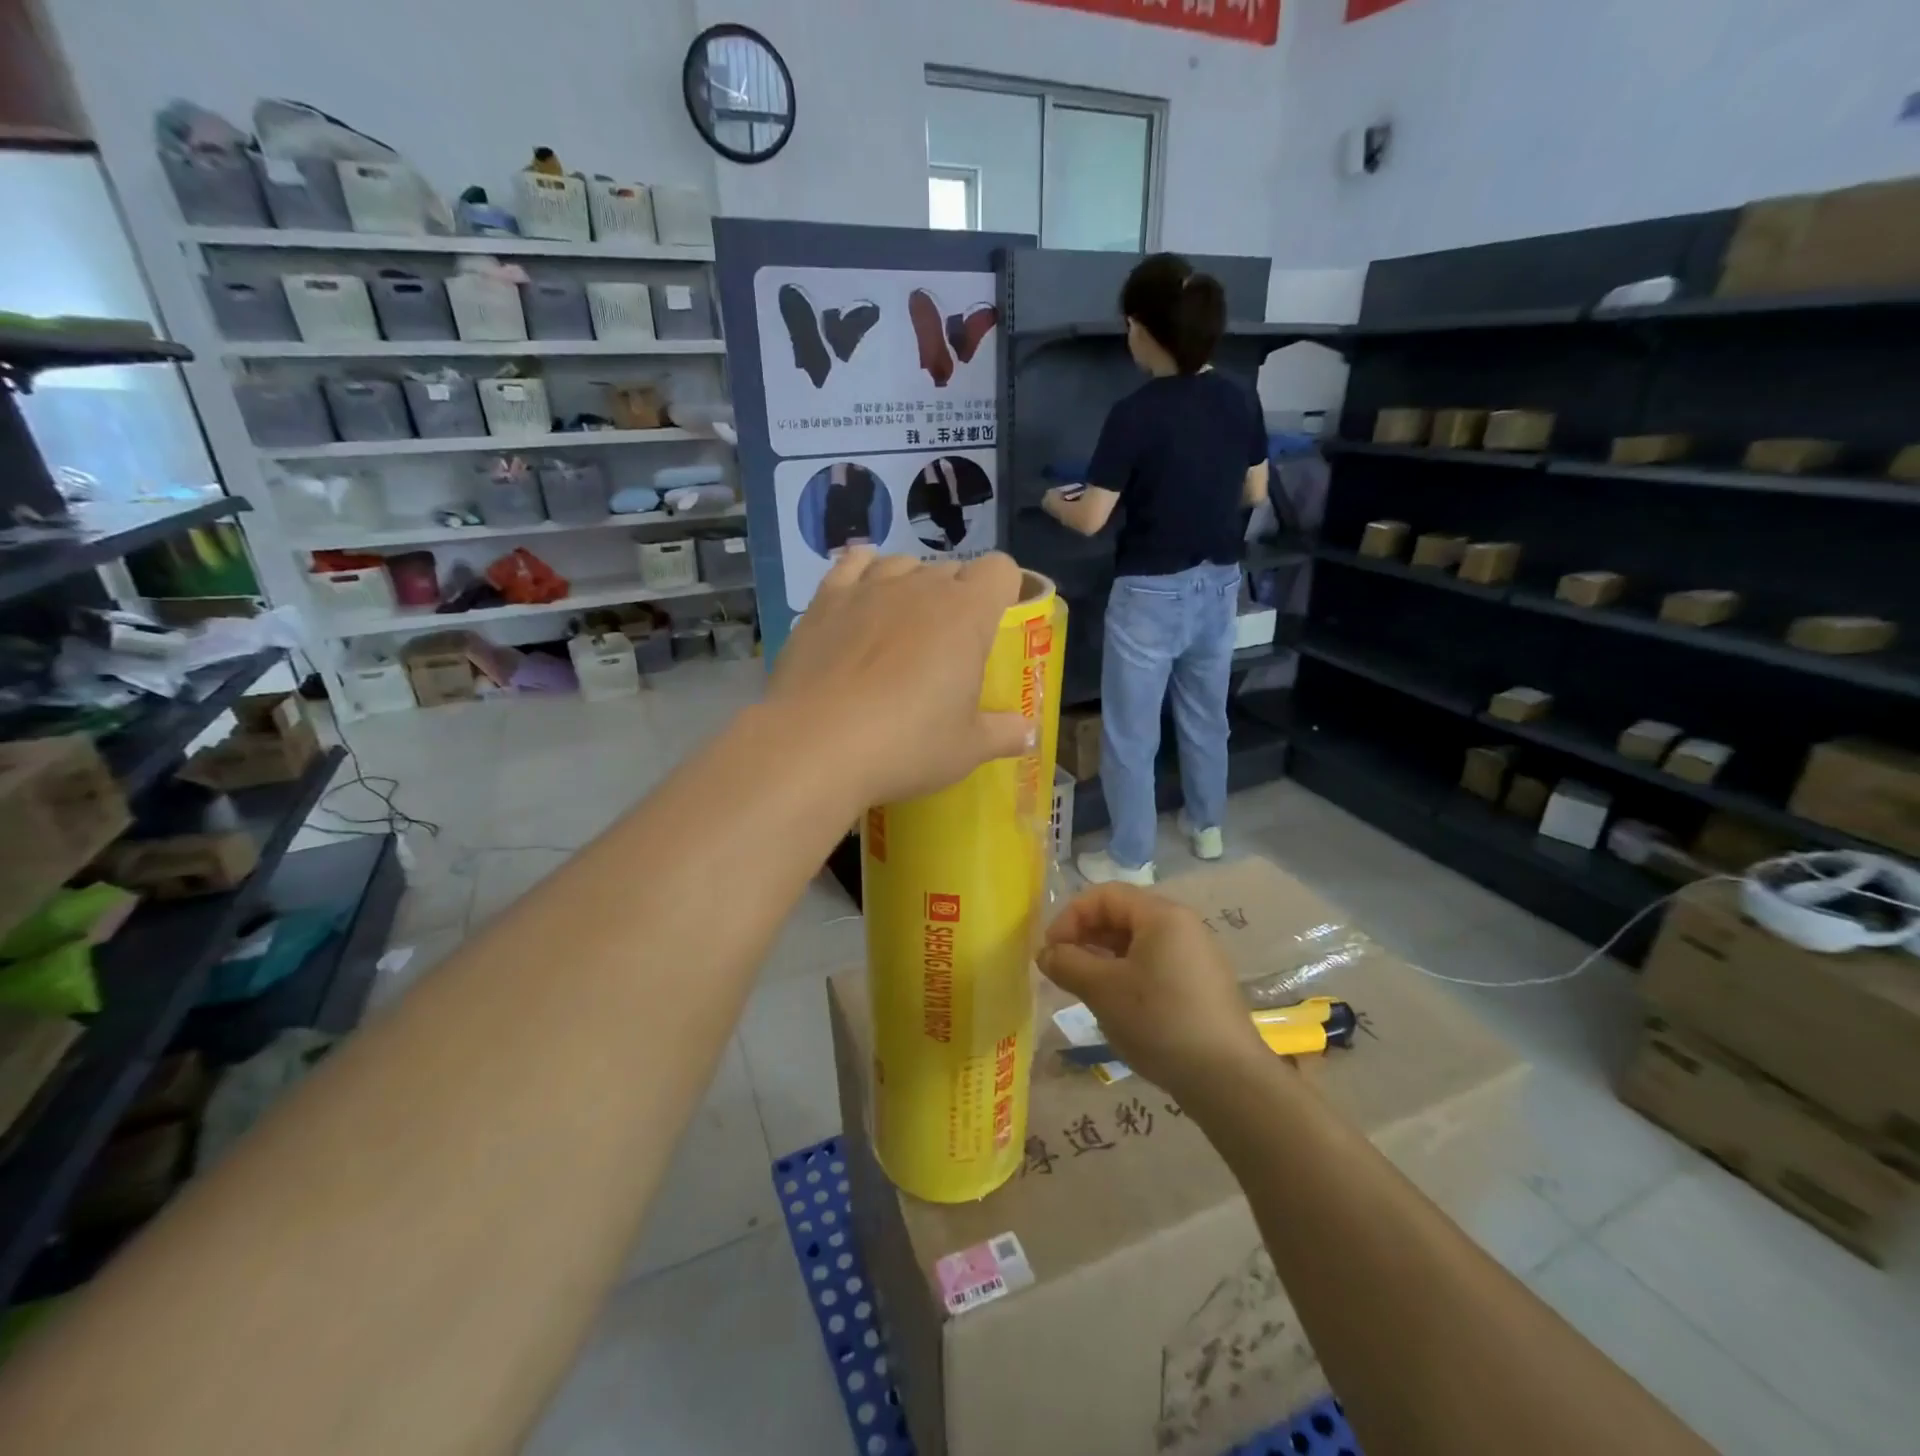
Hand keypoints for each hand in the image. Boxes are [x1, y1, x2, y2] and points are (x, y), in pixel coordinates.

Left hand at [768, 548, 1032, 806]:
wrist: (815, 746)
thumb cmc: (906, 745)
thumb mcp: (967, 749)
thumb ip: (1004, 733)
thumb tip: (1029, 733)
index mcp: (966, 613)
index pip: (1000, 570)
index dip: (1005, 590)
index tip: (999, 622)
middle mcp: (919, 586)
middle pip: (951, 569)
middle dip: (958, 597)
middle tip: (950, 645)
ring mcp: (867, 588)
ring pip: (902, 563)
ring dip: (912, 584)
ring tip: (904, 624)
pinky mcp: (824, 601)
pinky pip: (852, 564)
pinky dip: (863, 571)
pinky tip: (862, 596)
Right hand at [1038, 884, 1271, 1102]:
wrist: (1227, 1079)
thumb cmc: (1159, 1021)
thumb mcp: (1102, 990)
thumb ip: (1067, 964)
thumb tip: (1046, 953)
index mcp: (1162, 915)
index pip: (1104, 895)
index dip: (1070, 917)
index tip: (1050, 951)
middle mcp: (1183, 925)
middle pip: (1122, 915)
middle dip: (1086, 937)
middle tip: (1063, 970)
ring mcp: (1197, 955)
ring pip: (1138, 942)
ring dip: (1104, 958)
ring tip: (1085, 988)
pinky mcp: (1202, 984)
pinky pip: (1156, 963)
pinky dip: (1128, 973)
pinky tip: (1118, 1005)